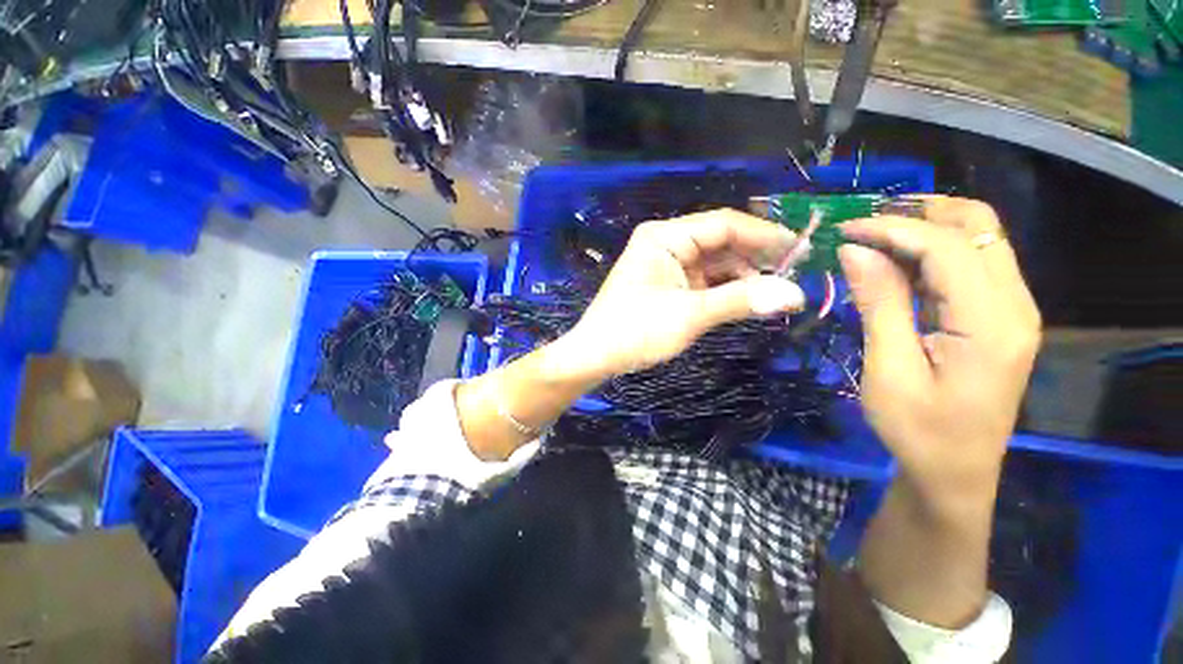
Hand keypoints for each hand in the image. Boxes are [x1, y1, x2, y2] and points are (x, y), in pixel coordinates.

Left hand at [564, 209, 805, 378]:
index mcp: (665, 236)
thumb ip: (741, 301)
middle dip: (754, 257)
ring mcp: (665, 264)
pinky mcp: (666, 285)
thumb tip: (797, 294)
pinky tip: (746, 299)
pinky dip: (724, 289)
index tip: (801, 249)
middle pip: (720, 242)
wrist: (595, 356)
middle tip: (794, 274)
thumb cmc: (635, 331)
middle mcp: (665, 243)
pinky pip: (702, 280)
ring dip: (742, 275)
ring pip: (713, 263)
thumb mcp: (689, 315)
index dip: (763, 235)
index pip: (723, 224)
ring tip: (776, 291)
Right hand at [840, 197, 1041, 503]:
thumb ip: (879, 304)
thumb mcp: (889, 370)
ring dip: (926, 229)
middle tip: (864, 226)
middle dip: (919, 214)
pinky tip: (896, 265)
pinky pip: (971, 264)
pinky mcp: (1000, 317)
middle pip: (979, 227)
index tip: (845, 230)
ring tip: (873, 240)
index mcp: (991, 323)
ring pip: (978, 240)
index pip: (948, 247)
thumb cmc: (918, 431)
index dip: (894, 228)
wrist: (955, 473)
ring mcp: (1012, 310)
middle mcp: (1015, 305)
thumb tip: (855, 250)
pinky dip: (932, 253)